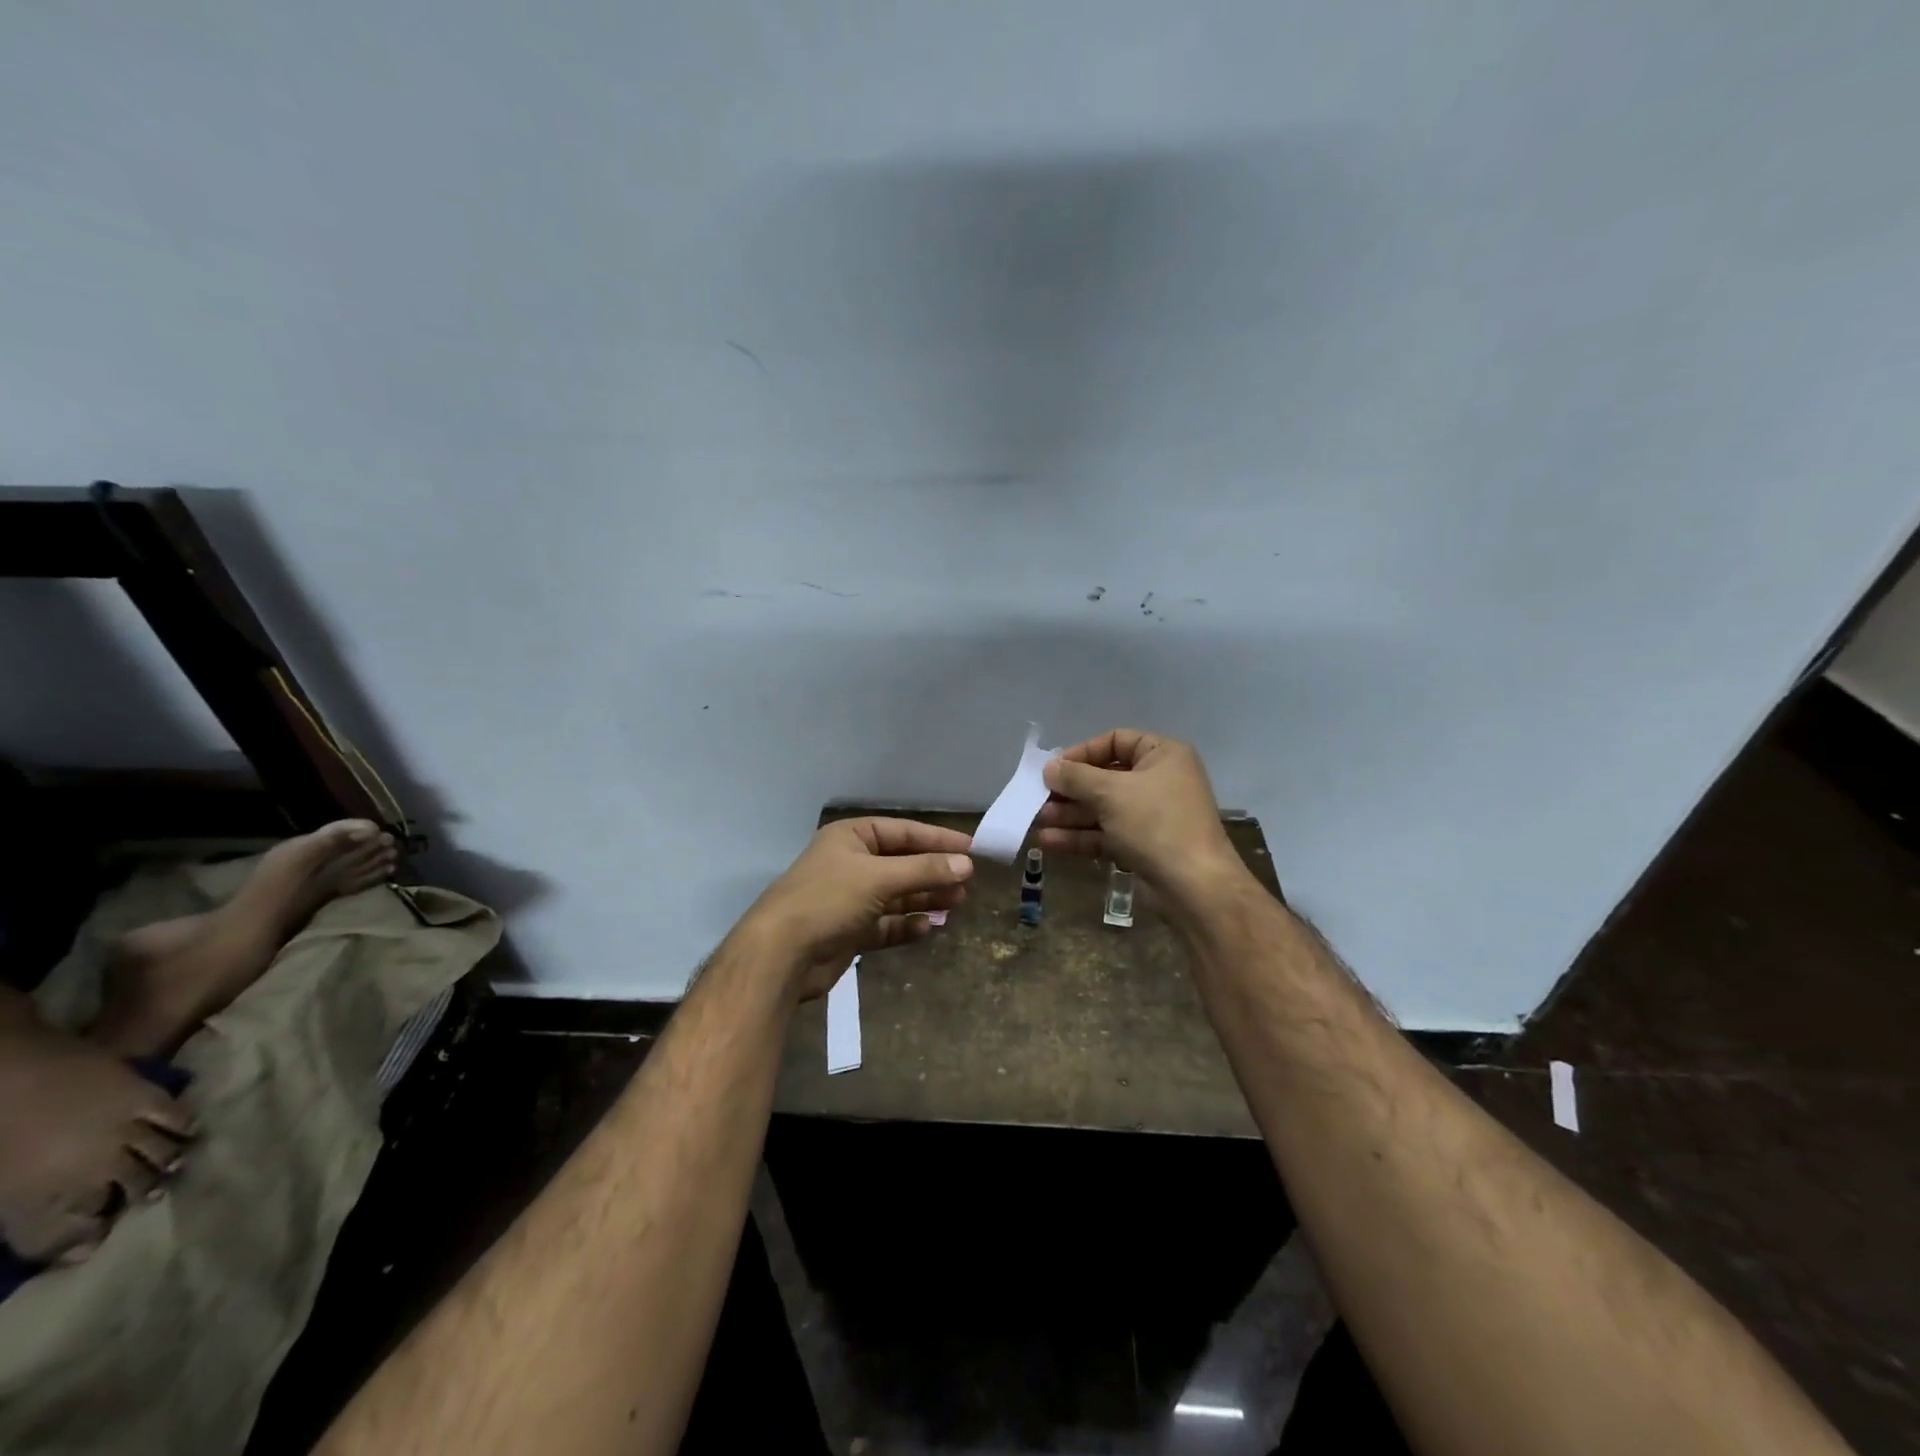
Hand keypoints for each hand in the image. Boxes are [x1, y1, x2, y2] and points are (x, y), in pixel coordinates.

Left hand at [741, 817, 974, 999]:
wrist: (780, 955)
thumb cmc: (828, 900)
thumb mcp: (879, 878)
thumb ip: (924, 870)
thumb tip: (967, 865)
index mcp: (851, 837)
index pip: (904, 832)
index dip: (938, 840)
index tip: (972, 850)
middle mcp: (851, 864)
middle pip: (903, 864)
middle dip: (934, 873)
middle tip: (968, 884)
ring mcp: (850, 899)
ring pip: (897, 896)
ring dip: (925, 899)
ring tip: (957, 904)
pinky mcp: (850, 931)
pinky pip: (887, 924)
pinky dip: (907, 925)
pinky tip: (928, 928)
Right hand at [1036, 729, 1246, 916]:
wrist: (1194, 886)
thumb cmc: (1155, 823)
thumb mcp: (1111, 792)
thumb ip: (1075, 777)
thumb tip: (1049, 768)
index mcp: (1162, 755)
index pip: (1115, 741)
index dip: (1082, 752)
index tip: (1054, 768)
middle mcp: (1159, 781)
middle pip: (1105, 777)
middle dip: (1070, 790)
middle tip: (1038, 798)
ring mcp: (1151, 816)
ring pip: (1102, 809)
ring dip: (1070, 814)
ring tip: (1037, 821)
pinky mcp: (1143, 846)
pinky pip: (1106, 834)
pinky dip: (1080, 837)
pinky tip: (1049, 842)